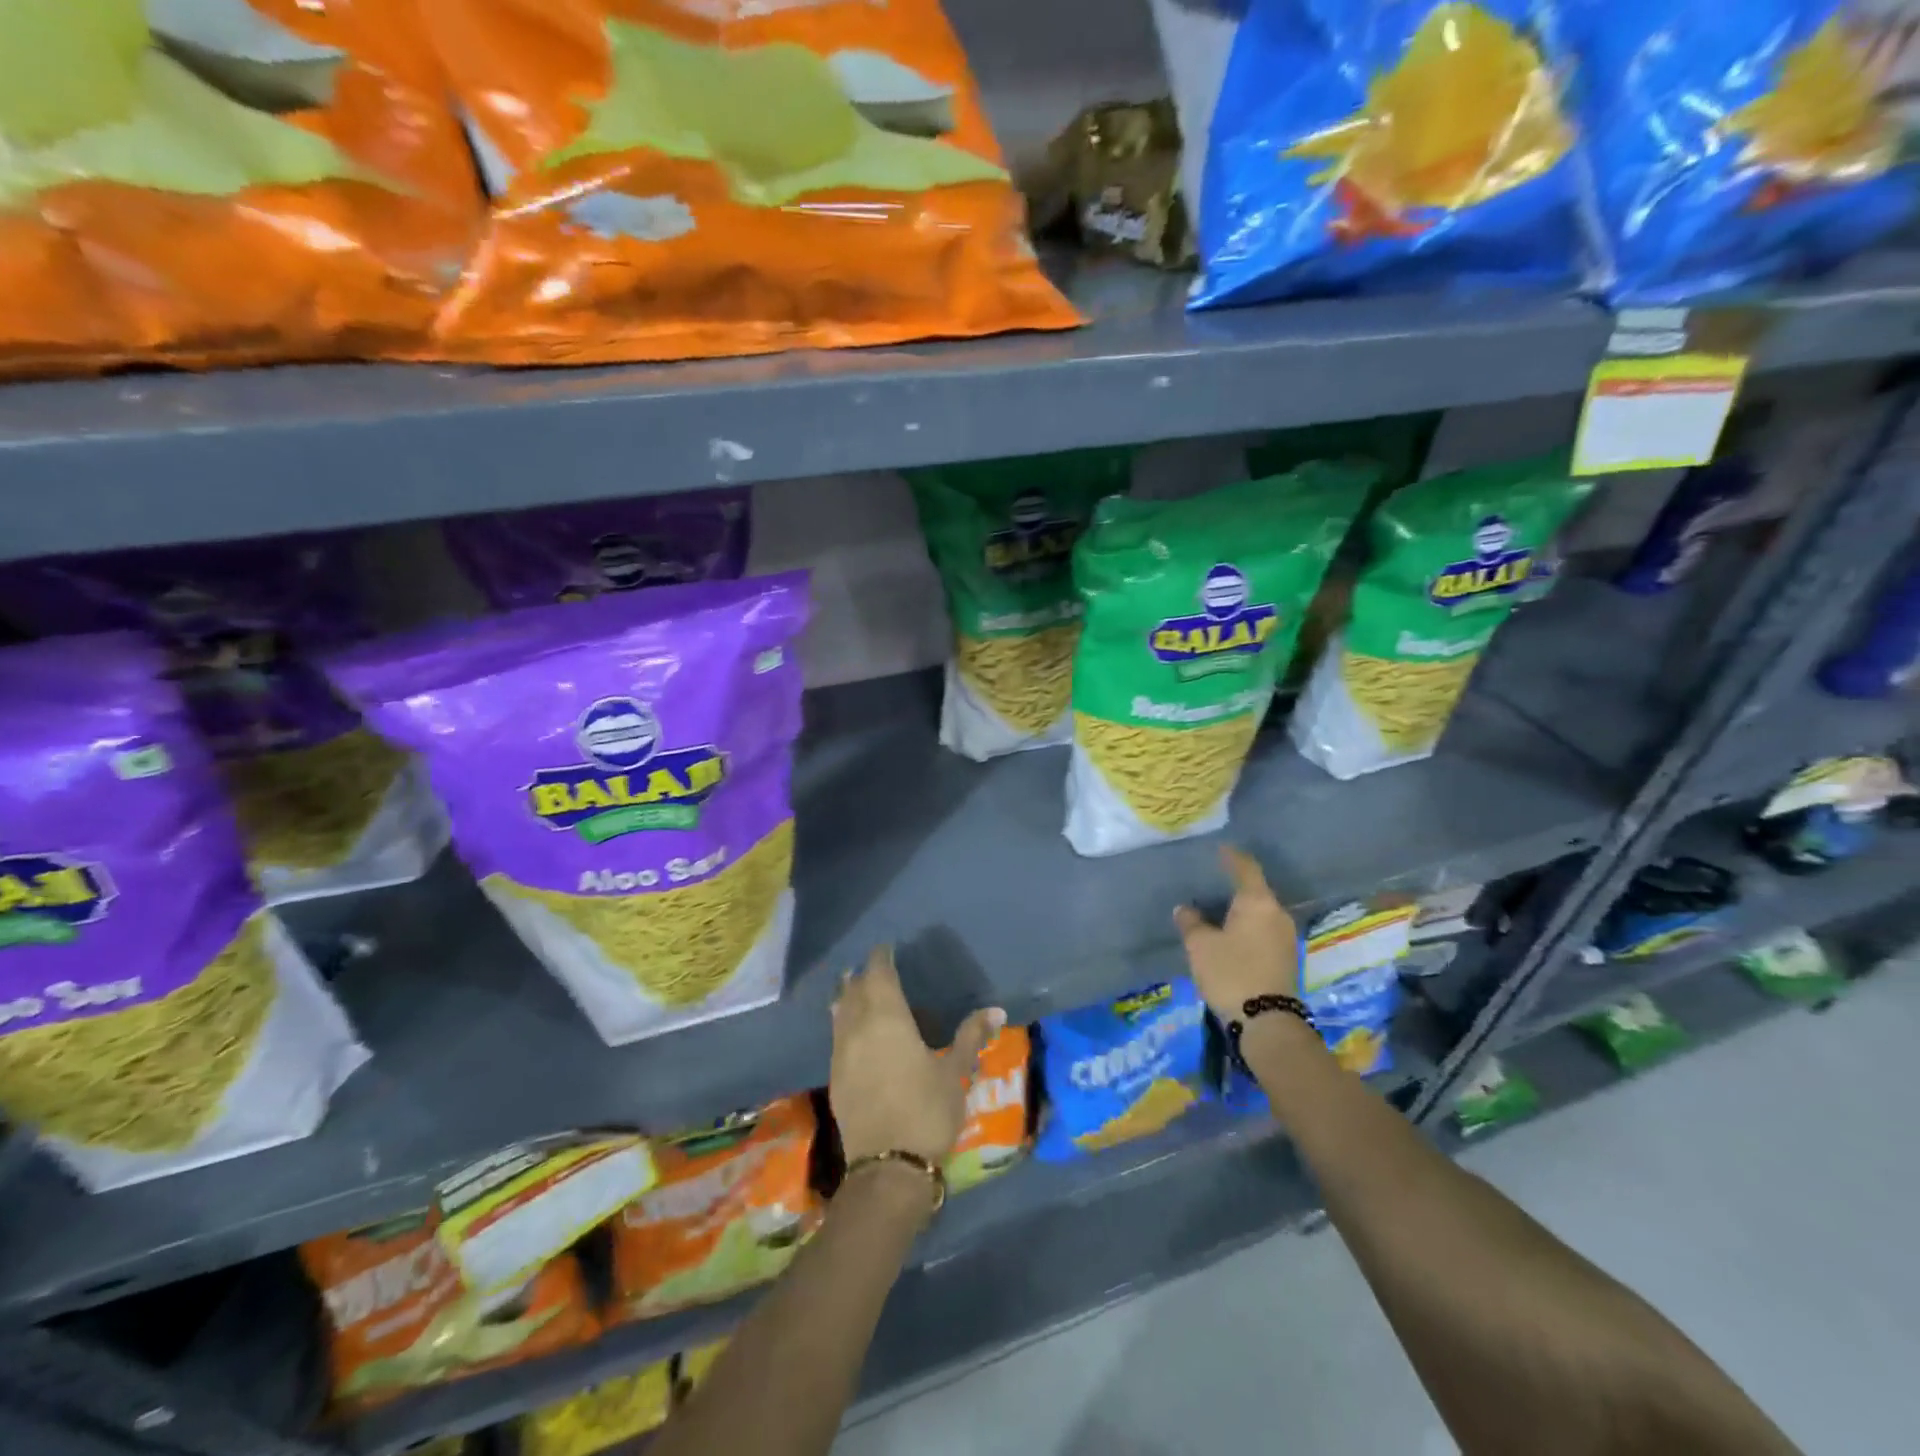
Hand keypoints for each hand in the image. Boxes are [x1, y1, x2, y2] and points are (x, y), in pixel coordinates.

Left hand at [830, 946, 1004, 1166]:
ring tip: (856, 988)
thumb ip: (970, 1037)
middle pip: (855, 989)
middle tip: (874, 966)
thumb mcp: (954, 1073)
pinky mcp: (834, 1077)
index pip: (879, 974)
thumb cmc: (926, 1111)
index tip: (887, 948)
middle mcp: (858, 1027)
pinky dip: (843, 1023)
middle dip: (863, 974)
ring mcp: (841, 1052)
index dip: (882, 958)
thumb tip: (996, 1010)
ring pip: (840, 1012)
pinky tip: (852, 1030)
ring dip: (848, 996)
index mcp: (888, 1017)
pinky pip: (836, 1036)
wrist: (887, 1167)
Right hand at [1173, 845, 1300, 1018]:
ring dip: (1241, 911)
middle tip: (1211, 883)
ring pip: (1260, 913)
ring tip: (1217, 912)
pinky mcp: (1286, 958)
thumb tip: (1185, 909)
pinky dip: (1247, 928)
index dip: (1232, 857)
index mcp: (1258, 902)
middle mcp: (1277, 914)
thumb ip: (1191, 922)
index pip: (1246, 868)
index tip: (1220, 849)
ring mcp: (1285, 937)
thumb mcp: (1201, 946)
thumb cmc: (1231, 973)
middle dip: (1234, 887)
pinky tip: (1231, 936)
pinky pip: (1264, 931)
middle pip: (1255, 892)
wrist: (1267, 1022)